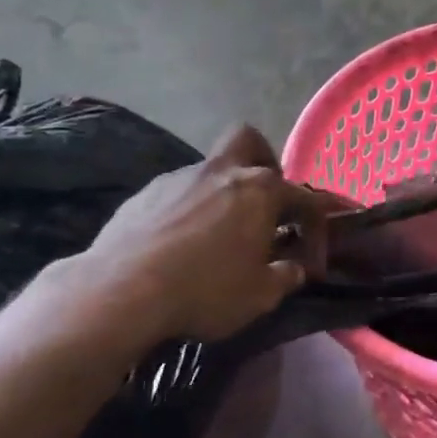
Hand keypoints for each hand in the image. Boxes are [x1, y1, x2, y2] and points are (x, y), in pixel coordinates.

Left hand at [76, 125, 325, 346]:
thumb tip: (294, 269)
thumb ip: (284, 278)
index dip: (315, 231)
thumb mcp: (259, 296)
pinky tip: (179, 243)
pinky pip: (177, 193)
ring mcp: (179, 178)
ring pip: (210, 170)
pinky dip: (187, 209)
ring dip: (221, 192)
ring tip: (216, 233)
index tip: (310, 264)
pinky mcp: (144, 194)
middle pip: (249, 141)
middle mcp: (222, 171)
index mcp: (260, 190)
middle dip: (263, 161)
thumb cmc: (205, 290)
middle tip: (263, 199)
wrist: (121, 291)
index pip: (304, 199)